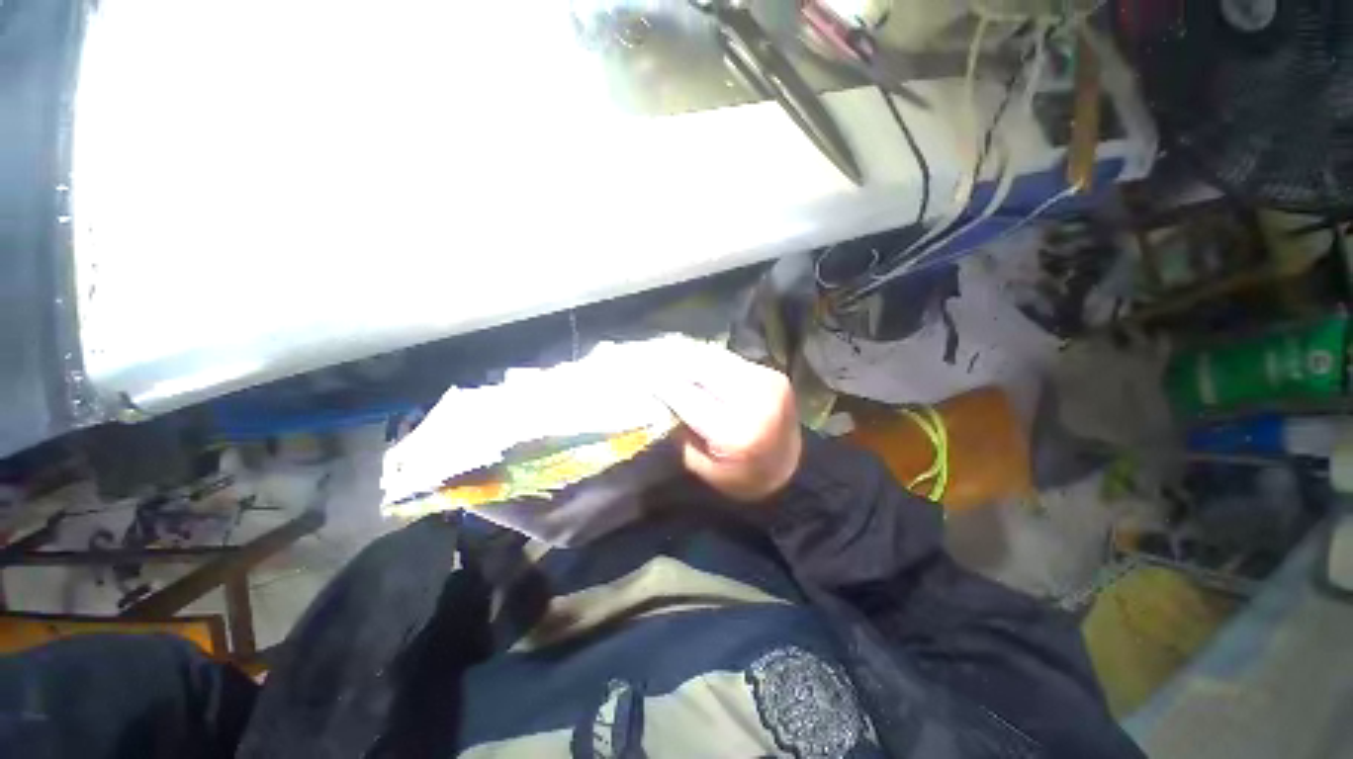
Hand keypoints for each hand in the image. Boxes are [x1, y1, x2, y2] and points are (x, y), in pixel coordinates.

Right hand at [653, 347, 801, 501]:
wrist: (792, 470)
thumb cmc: (742, 478)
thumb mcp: (703, 467)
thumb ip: (680, 432)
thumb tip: (660, 399)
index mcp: (734, 432)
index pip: (687, 396)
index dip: (661, 383)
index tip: (640, 374)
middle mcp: (754, 400)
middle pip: (702, 369)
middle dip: (673, 363)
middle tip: (651, 360)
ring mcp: (767, 382)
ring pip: (717, 358)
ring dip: (690, 357)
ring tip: (669, 357)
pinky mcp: (772, 374)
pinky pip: (731, 361)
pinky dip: (710, 361)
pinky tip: (696, 364)